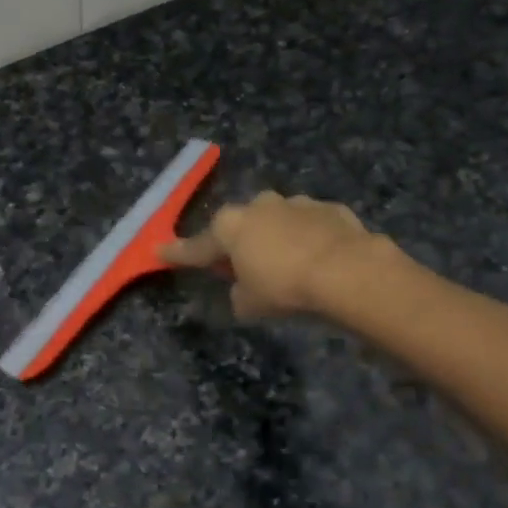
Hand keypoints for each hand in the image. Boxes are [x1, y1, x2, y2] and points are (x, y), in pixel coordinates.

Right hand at [160, 191, 385, 319]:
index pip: (196, 246)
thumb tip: (244, 289)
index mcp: (229, 226)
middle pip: (240, 226)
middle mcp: (259, 206)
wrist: (346, 270)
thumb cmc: (284, 287)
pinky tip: (319, 258)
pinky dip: (310, 239)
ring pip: (277, 220)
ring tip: (290, 264)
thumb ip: (239, 294)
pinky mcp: (330, 208)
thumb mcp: (249, 303)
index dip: (178, 253)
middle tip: (244, 267)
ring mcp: (296, 203)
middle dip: (239, 244)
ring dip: (277, 238)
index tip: (160, 251)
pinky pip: (311, 225)